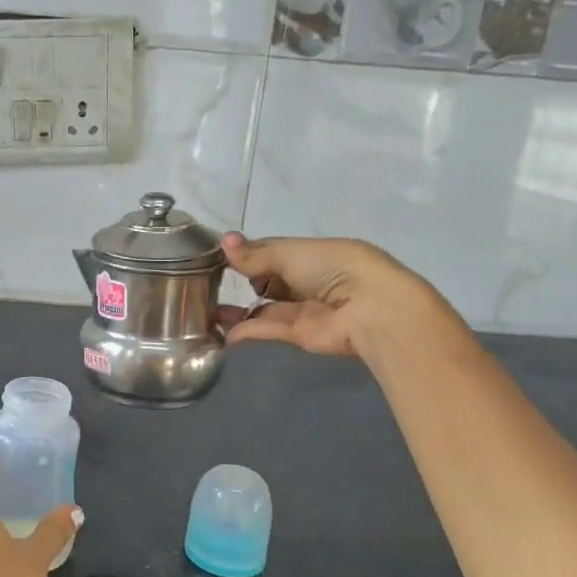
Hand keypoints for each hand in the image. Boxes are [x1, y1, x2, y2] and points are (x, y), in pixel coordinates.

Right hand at [218, 233, 438, 358]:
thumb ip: (255, 255)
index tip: (216, 257)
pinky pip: (269, 329)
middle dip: (242, 282)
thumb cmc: (333, 268)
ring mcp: (305, 309)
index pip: (271, 252)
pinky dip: (247, 330)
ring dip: (239, 310)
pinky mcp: (301, 335)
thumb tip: (223, 241)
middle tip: (206, 285)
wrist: (370, 309)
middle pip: (268, 281)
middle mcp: (308, 280)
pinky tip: (222, 332)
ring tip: (207, 312)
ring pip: (266, 308)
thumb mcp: (290, 253)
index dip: (245, 254)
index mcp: (311, 254)